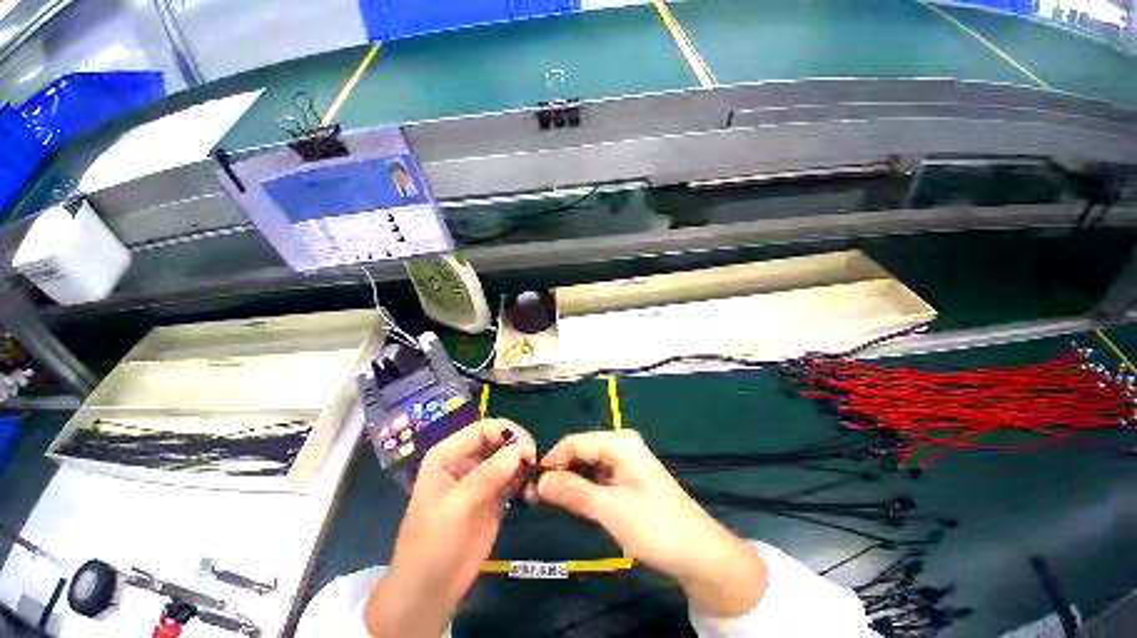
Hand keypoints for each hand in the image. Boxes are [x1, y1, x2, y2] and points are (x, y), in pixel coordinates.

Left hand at [365, 419, 536, 636]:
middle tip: (535, 462)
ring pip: (508, 458)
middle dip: (518, 446)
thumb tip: (519, 450)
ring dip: (524, 464)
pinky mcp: (493, 496)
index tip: (528, 448)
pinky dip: (525, 481)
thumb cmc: (433, 544)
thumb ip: (487, 476)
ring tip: (535, 480)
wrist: (430, 590)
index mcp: (448, 454)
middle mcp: (465, 460)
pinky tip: (531, 493)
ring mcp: (481, 478)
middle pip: (499, 440)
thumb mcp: (456, 506)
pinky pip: (513, 478)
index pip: (482, 429)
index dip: (507, 432)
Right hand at [537, 430, 767, 617]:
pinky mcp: (627, 478)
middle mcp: (620, 444)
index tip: (530, 485)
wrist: (698, 553)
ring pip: (587, 464)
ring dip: (568, 480)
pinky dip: (582, 486)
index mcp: (619, 442)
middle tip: (535, 496)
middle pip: (580, 450)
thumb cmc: (655, 526)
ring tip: (548, 500)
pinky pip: (597, 476)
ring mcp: (625, 461)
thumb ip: (573, 491)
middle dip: (558, 471)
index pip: (574, 442)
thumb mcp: (609, 509)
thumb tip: (540, 481)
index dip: (551, 461)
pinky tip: (571, 500)